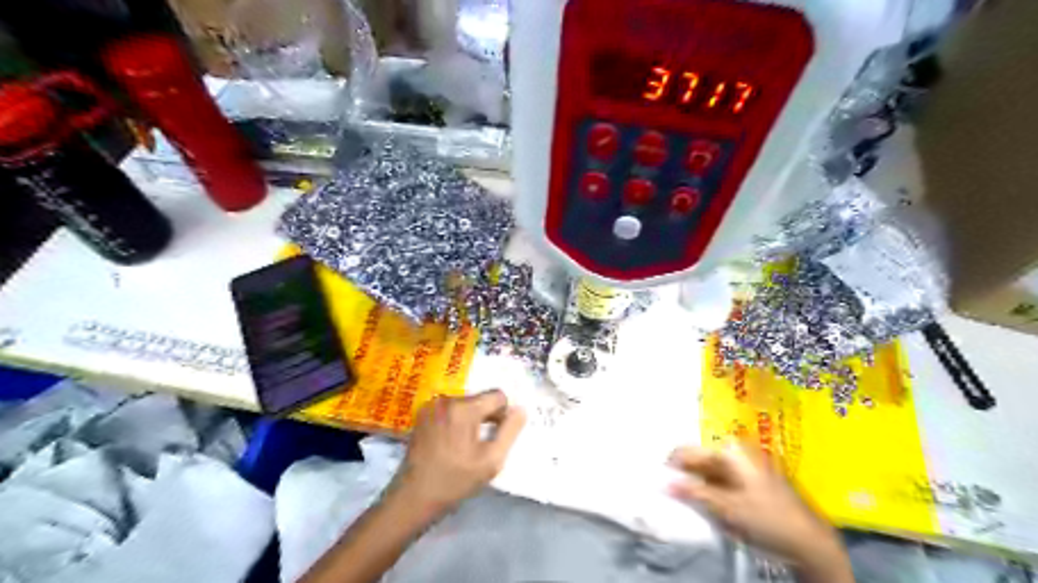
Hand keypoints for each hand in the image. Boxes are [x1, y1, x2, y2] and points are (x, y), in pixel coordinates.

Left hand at [388, 391, 522, 518]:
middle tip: (481, 445)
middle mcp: (446, 399)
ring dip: (471, 419)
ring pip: (465, 404)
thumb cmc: (455, 481)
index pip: (498, 395)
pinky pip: (449, 409)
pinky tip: (450, 443)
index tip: (496, 437)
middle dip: (486, 417)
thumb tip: (521, 409)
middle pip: (480, 399)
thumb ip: (510, 431)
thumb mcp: (491, 460)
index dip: (503, 415)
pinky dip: (456, 421)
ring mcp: (431, 405)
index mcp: (464, 408)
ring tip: (464, 446)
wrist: (413, 497)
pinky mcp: (422, 414)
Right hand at [673, 447, 851, 576]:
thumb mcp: (728, 507)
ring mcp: (743, 465)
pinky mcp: (748, 478)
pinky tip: (707, 504)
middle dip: (684, 476)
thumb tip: (663, 483)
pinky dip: (709, 490)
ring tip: (688, 502)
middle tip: (672, 495)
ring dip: (696, 485)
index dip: (672, 466)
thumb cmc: (767, 518)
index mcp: (729, 451)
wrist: (808, 539)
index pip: (688, 451)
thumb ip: (694, 492)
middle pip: (698, 459)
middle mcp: (735, 451)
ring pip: (708, 471)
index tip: (660, 482)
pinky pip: (720, 479)